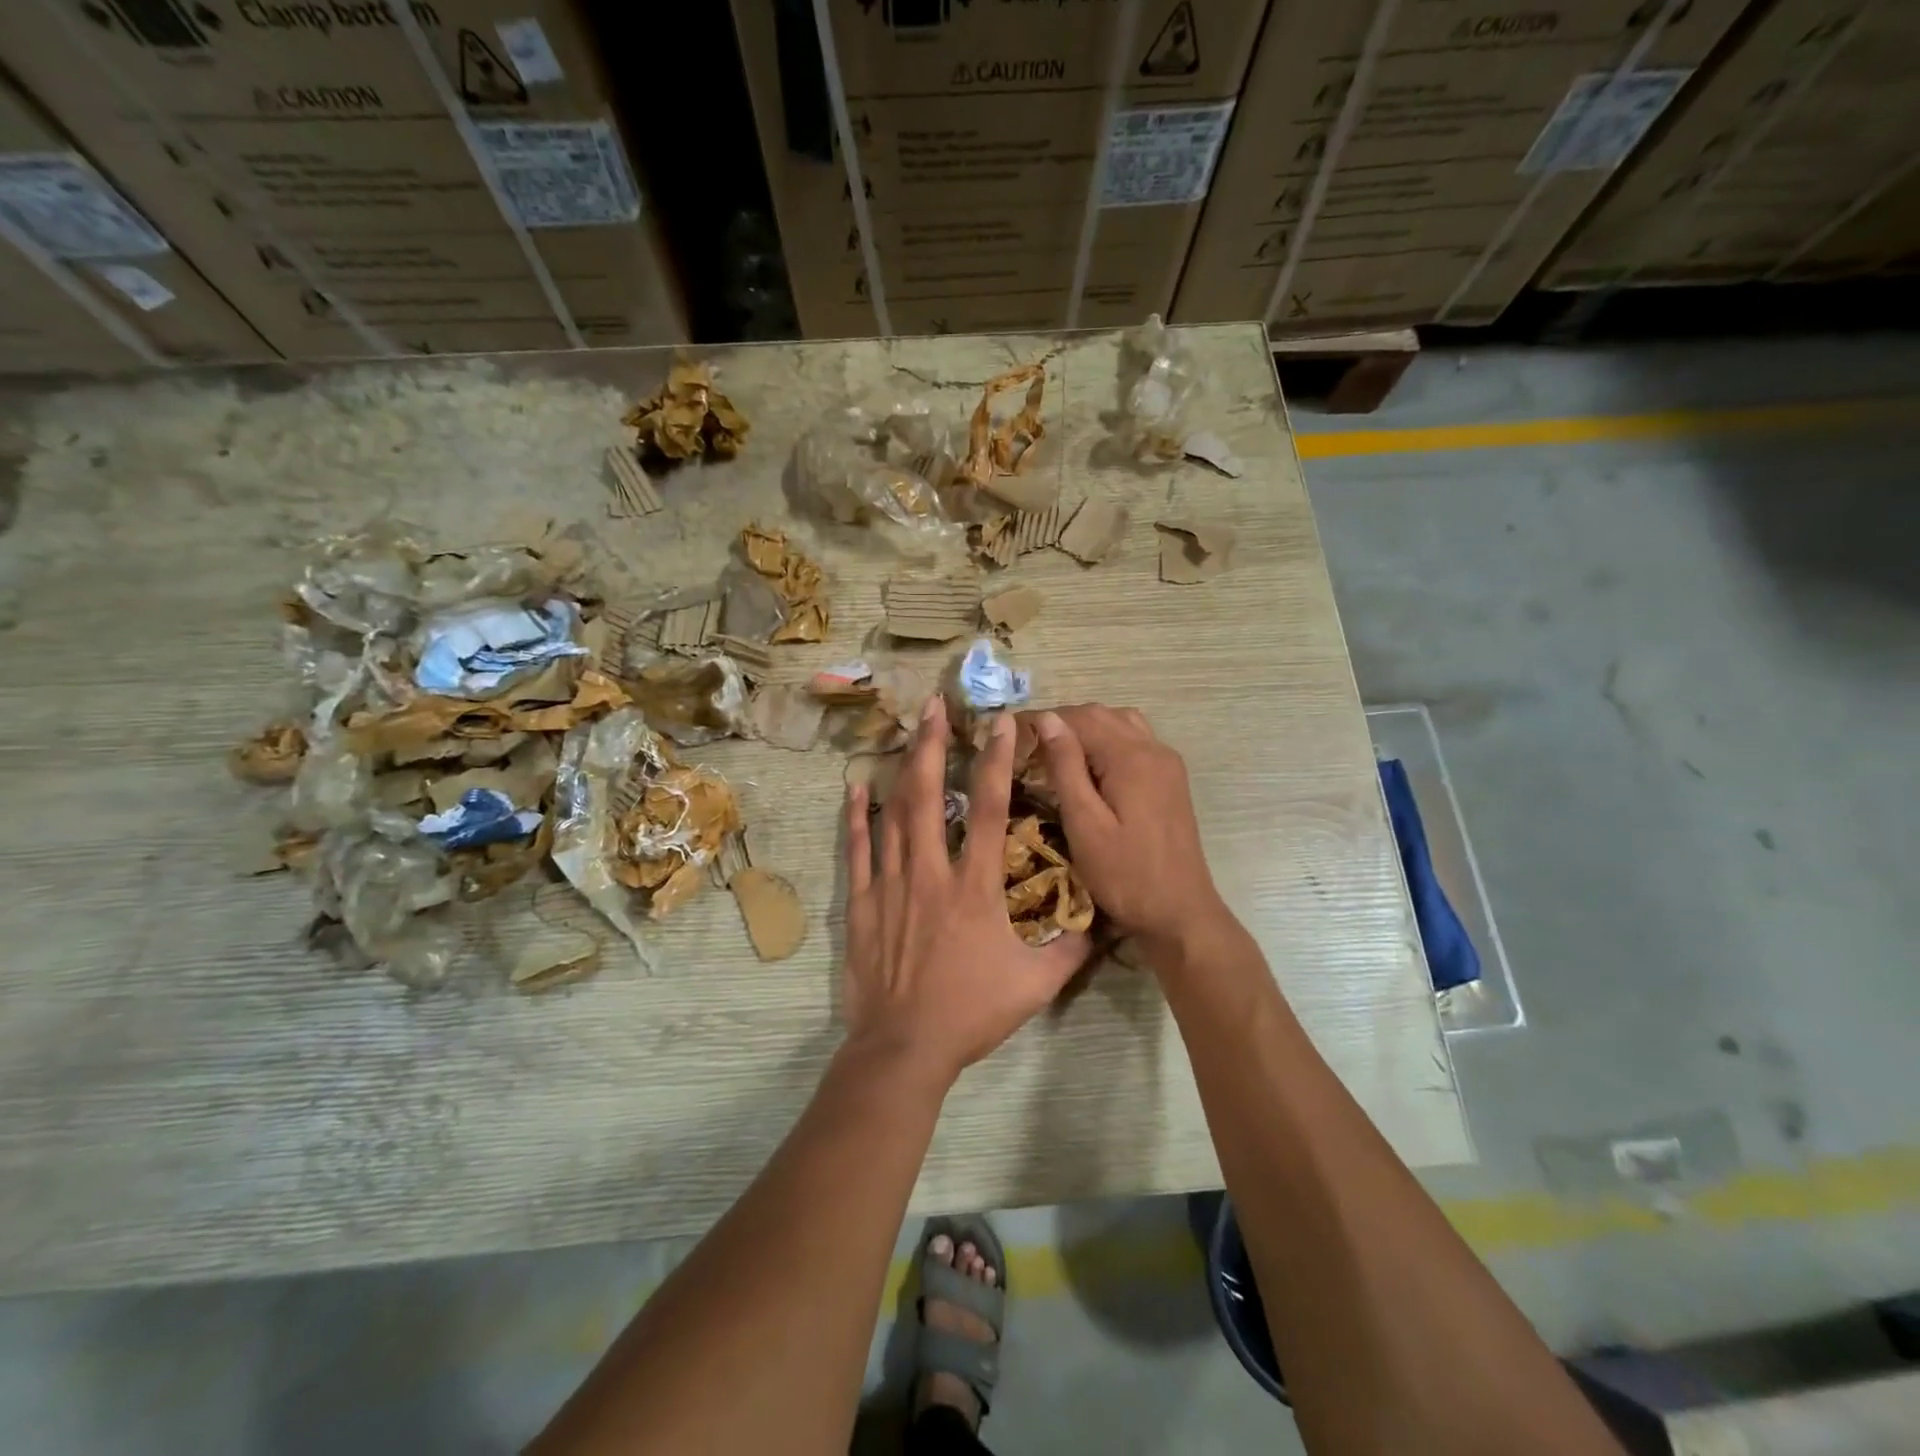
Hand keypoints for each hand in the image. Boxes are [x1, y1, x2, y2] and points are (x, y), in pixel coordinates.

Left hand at [841, 695, 1090, 1086]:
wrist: (905, 1048)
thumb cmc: (971, 1013)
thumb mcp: (1035, 985)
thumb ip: (1069, 949)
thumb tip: (1100, 922)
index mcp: (974, 887)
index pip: (989, 809)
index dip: (996, 761)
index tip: (1001, 723)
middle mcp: (930, 873)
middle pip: (930, 795)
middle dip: (933, 746)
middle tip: (934, 706)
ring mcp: (890, 885)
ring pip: (894, 815)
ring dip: (901, 770)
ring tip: (905, 732)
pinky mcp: (862, 904)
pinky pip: (858, 851)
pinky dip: (856, 818)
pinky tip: (856, 788)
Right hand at [1030, 705, 1225, 949]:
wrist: (1180, 913)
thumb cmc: (1125, 876)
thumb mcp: (1085, 824)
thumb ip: (1066, 768)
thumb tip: (1048, 719)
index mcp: (1131, 758)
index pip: (1080, 717)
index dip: (1043, 720)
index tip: (1011, 734)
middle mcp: (1153, 749)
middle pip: (1102, 714)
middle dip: (1063, 722)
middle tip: (1029, 746)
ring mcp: (1167, 763)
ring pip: (1121, 723)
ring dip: (1087, 729)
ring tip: (1056, 753)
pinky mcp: (1171, 779)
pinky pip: (1136, 741)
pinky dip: (1108, 741)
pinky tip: (1090, 768)